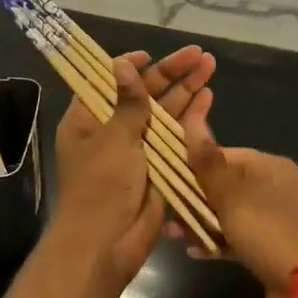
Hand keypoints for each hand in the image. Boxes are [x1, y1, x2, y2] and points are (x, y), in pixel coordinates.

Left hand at [48, 46, 216, 297]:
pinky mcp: (157, 166)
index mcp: (87, 120)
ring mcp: (136, 149)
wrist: (107, 244)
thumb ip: (128, 101)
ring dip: (185, 90)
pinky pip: (174, 137)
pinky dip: (190, 118)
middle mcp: (111, 130)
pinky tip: (208, 98)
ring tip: (210, 66)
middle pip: (142, 94)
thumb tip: (123, 63)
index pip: (107, 82)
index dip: (129, 66)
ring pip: (162, 112)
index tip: (150, 55)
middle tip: (199, 54)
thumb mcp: (114, 138)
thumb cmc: (101, 186)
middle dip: (170, 73)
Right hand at [178, 98, 297, 294]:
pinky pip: (237, 234)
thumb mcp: (231, 196)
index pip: (224, 155)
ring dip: (201, 222)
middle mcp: (273, 185)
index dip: (195, 166)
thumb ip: (208, 163)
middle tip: (168, 213)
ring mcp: (273, 215)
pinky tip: (194, 250)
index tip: (169, 180)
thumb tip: (192, 121)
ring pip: (228, 212)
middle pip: (224, 185)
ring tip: (175, 236)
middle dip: (194, 199)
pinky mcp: (270, 242)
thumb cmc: (265, 230)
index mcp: (269, 166)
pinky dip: (217, 239)